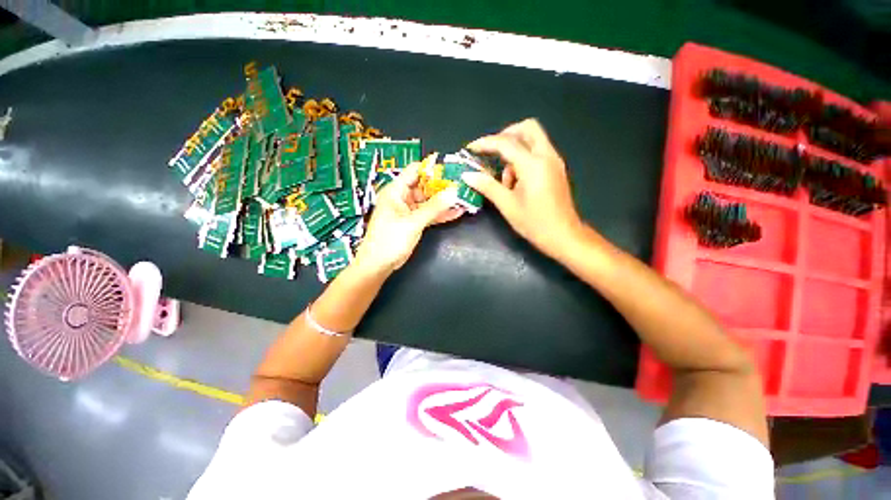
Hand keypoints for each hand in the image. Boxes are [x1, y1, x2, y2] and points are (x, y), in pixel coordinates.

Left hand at [355, 162, 463, 272]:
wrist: (379, 264)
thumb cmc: (390, 240)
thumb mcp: (413, 222)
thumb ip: (434, 207)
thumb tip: (454, 192)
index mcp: (396, 190)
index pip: (415, 171)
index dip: (432, 169)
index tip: (451, 170)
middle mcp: (402, 197)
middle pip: (425, 186)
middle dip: (443, 187)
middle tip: (462, 185)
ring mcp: (409, 210)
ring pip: (429, 201)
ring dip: (444, 201)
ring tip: (463, 198)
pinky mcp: (414, 222)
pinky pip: (429, 214)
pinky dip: (441, 214)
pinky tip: (457, 212)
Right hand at [462, 119, 583, 256]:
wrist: (564, 236)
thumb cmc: (534, 223)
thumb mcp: (507, 205)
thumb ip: (487, 186)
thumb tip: (467, 175)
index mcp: (533, 165)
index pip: (506, 143)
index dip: (485, 143)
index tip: (470, 149)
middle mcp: (547, 156)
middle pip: (527, 128)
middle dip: (506, 135)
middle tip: (492, 152)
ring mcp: (554, 161)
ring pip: (533, 140)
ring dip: (515, 152)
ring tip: (506, 181)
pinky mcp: (556, 169)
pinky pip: (538, 153)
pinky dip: (524, 159)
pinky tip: (516, 183)